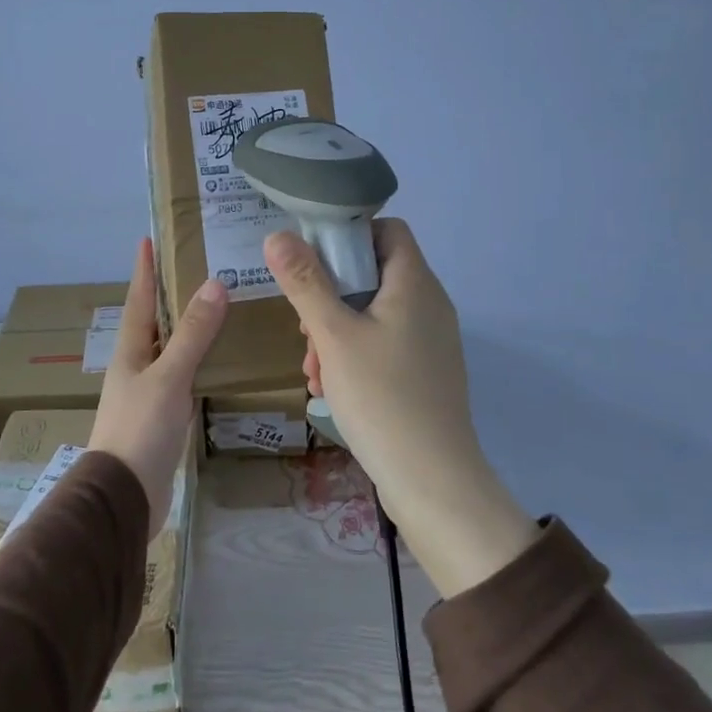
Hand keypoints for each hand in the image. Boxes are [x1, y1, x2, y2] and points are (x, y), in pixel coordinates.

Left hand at [90, 238, 225, 532]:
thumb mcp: (168, 377)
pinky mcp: (162, 416)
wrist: (124, 497)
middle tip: (197, 267)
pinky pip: (183, 376)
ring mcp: (148, 392)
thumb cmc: (140, 429)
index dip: (145, 270)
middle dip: (170, 294)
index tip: (148, 240)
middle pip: (154, 321)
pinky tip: (218, 361)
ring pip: (171, 349)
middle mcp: (136, 366)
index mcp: (130, 351)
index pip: (139, 300)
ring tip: (216, 307)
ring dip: (188, 327)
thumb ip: (192, 334)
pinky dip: (198, 361)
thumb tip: (215, 284)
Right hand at [263, 219, 537, 596]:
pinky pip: (385, 344)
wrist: (433, 481)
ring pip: (374, 313)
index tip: (313, 262)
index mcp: (415, 283)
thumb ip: (305, 282)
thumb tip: (278, 236)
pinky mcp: (426, 372)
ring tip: (312, 368)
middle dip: (330, 295)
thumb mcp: (333, 335)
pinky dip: (355, 354)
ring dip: (336, 331)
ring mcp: (431, 340)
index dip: (349, 235)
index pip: (387, 230)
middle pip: (374, 274)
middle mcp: (430, 304)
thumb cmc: (382, 397)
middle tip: (304, 328)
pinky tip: (331, 387)